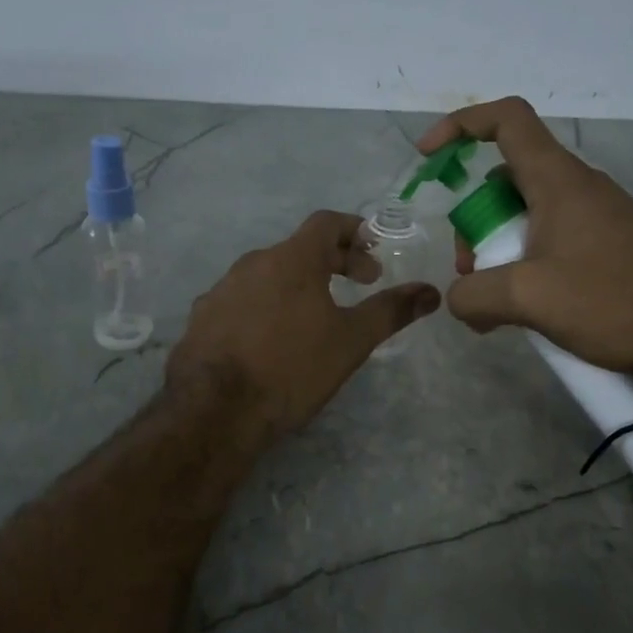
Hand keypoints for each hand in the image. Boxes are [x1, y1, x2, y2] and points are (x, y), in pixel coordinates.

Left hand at [167, 211, 440, 438]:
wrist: (215, 410)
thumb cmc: (292, 368)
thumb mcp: (351, 341)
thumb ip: (391, 311)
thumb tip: (431, 291)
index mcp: (291, 259)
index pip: (326, 222)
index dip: (355, 231)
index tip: (373, 257)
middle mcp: (252, 263)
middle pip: (298, 249)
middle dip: (333, 262)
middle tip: (358, 286)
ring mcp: (221, 289)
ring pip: (267, 275)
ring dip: (296, 285)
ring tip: (315, 317)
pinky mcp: (202, 318)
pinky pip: (241, 300)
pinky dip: (264, 307)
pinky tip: (270, 341)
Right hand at [417, 97, 632, 371]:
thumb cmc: (614, 298)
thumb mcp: (531, 298)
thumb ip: (475, 295)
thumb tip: (460, 298)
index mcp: (556, 180)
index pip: (507, 121)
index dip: (461, 126)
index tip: (428, 158)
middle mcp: (574, 188)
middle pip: (504, 181)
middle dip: (473, 221)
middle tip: (470, 272)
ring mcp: (593, 217)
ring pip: (524, 216)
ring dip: (497, 251)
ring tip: (495, 304)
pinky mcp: (606, 245)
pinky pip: (548, 240)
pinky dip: (524, 265)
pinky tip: (525, 309)